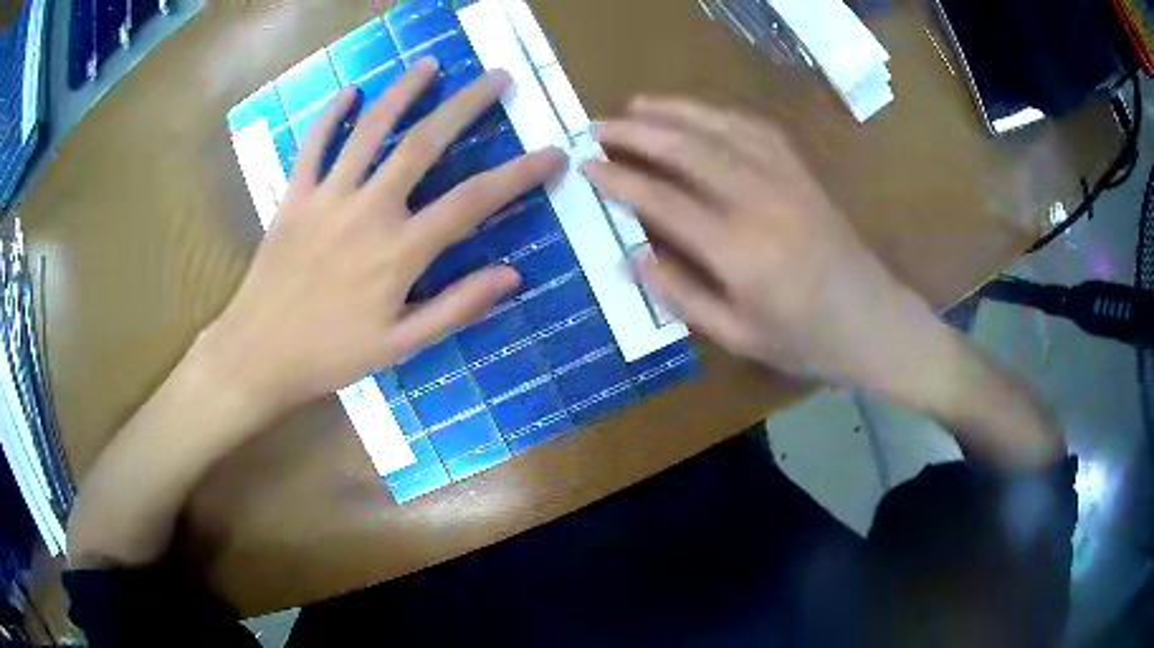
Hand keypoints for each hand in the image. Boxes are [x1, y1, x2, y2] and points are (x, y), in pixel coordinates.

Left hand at [207, 59, 566, 414]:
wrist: (260, 354)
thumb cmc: (332, 354)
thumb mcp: (401, 346)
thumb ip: (456, 307)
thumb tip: (512, 275)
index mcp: (399, 251)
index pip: (472, 201)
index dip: (518, 174)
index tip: (552, 152)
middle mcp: (368, 211)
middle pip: (423, 144)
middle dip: (465, 106)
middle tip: (497, 77)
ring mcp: (327, 198)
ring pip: (369, 131)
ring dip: (403, 93)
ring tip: (430, 65)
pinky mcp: (295, 196)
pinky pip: (313, 145)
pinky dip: (331, 115)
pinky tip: (351, 92)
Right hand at [583, 97, 929, 392]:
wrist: (875, 324)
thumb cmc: (807, 341)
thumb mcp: (739, 336)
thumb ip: (682, 295)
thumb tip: (631, 257)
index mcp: (741, 253)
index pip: (664, 201)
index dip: (620, 179)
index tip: (588, 166)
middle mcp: (762, 203)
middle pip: (689, 150)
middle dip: (637, 132)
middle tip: (598, 125)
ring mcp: (787, 181)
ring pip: (721, 129)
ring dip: (674, 111)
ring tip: (636, 105)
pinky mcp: (804, 173)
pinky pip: (757, 129)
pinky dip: (719, 114)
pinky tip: (698, 113)